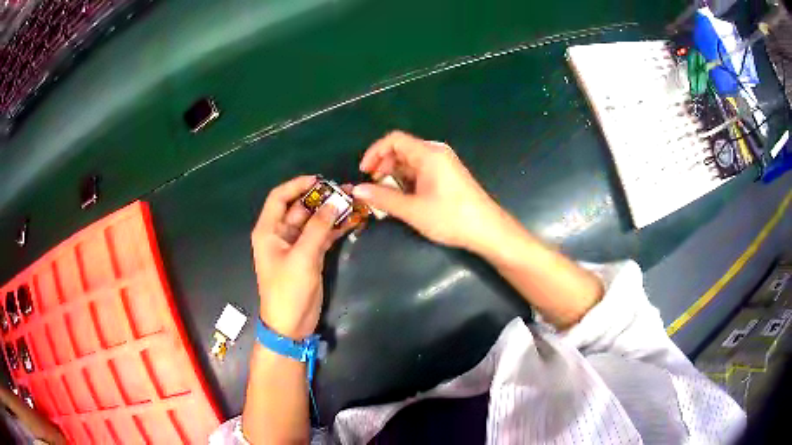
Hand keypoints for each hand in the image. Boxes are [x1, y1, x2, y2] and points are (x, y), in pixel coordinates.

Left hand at [251, 176, 349, 339]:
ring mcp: (296, 245)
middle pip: (299, 208)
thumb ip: (318, 228)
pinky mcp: (309, 256)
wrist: (291, 325)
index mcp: (269, 230)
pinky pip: (322, 235)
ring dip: (331, 212)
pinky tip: (352, 220)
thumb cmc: (288, 290)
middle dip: (321, 198)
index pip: (279, 197)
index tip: (320, 180)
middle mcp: (280, 234)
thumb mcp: (302, 257)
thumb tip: (335, 202)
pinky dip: (335, 228)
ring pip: (313, 221)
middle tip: (345, 191)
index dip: (297, 185)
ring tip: (354, 201)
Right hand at [353, 131, 506, 251]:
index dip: (374, 152)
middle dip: (383, 165)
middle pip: (402, 149)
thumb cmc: (451, 218)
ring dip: (394, 175)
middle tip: (373, 186)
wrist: (487, 230)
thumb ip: (383, 198)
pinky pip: (421, 170)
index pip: (394, 140)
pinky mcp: (448, 175)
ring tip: (385, 195)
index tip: (364, 172)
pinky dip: (408, 180)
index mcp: (428, 154)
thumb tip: (357, 190)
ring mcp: (444, 164)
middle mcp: (436, 153)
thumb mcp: (413, 210)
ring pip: (411, 161)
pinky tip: (404, 197)